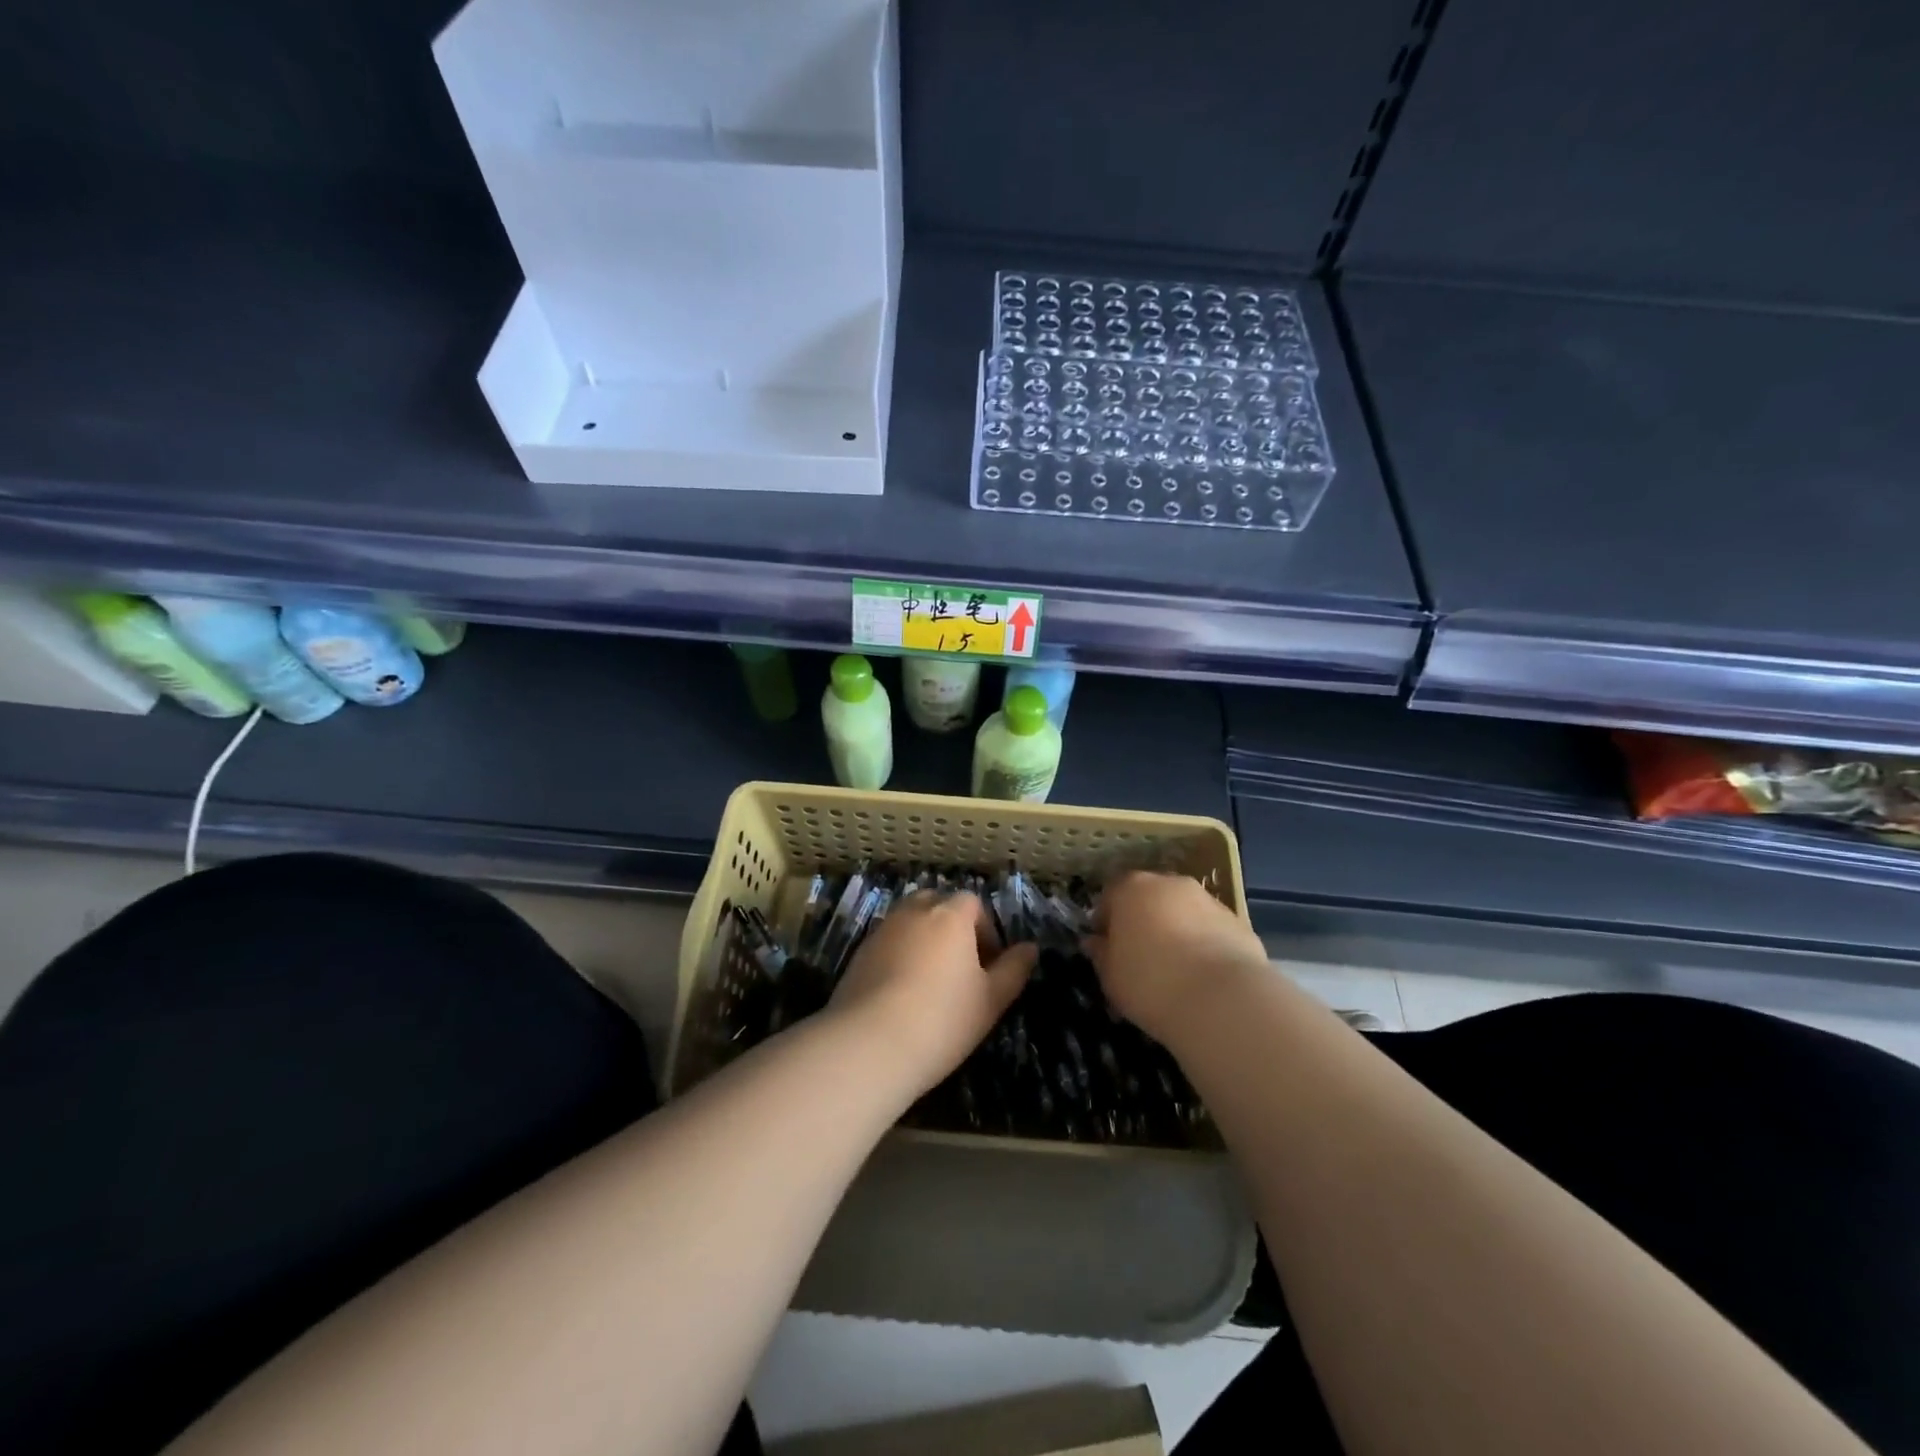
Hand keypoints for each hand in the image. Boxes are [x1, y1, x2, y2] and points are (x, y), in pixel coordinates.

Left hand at [828, 892, 1036, 1098]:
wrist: (869, 1044)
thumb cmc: (942, 1019)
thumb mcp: (991, 1000)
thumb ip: (1013, 970)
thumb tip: (1030, 948)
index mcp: (950, 915)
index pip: (972, 903)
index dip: (985, 929)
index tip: (988, 965)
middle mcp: (914, 912)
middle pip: (938, 905)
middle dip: (952, 928)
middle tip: (960, 968)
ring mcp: (882, 930)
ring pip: (910, 922)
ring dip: (923, 940)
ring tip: (930, 982)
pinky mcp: (858, 953)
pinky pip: (888, 942)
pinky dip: (899, 956)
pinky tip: (902, 993)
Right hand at [1085, 871, 1266, 1042]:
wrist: (1222, 999)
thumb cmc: (1150, 982)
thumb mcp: (1110, 976)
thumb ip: (1101, 954)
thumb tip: (1096, 943)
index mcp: (1131, 888)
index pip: (1110, 896)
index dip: (1105, 923)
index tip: (1106, 949)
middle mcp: (1169, 883)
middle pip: (1148, 898)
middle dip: (1143, 922)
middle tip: (1140, 958)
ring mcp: (1207, 900)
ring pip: (1182, 912)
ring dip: (1176, 930)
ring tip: (1175, 970)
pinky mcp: (1239, 921)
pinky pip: (1210, 930)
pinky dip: (1204, 944)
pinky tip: (1203, 976)